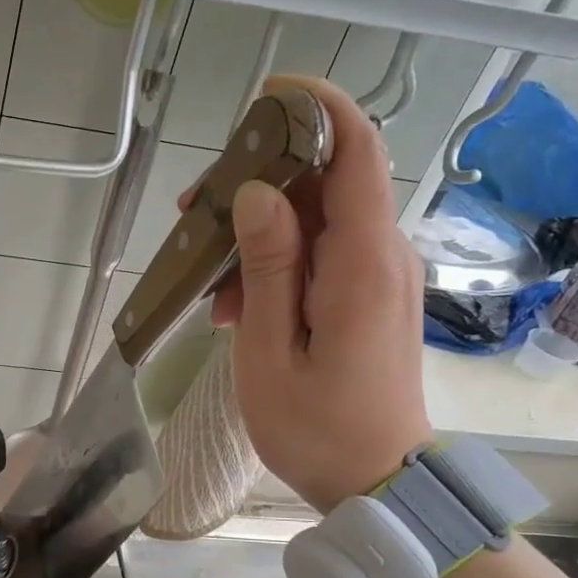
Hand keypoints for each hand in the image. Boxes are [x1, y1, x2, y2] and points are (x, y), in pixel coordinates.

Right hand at [189, 75, 431, 510]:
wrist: (377, 480)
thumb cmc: (316, 428)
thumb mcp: (271, 352)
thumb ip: (267, 268)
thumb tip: (258, 193)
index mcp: (361, 262)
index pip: (356, 151)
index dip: (317, 108)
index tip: (265, 97)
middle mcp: (382, 255)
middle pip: (326, 181)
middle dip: (259, 183)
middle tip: (195, 215)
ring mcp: (379, 275)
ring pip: (318, 219)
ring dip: (259, 234)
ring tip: (211, 287)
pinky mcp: (370, 295)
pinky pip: (322, 255)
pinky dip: (277, 264)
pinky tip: (238, 307)